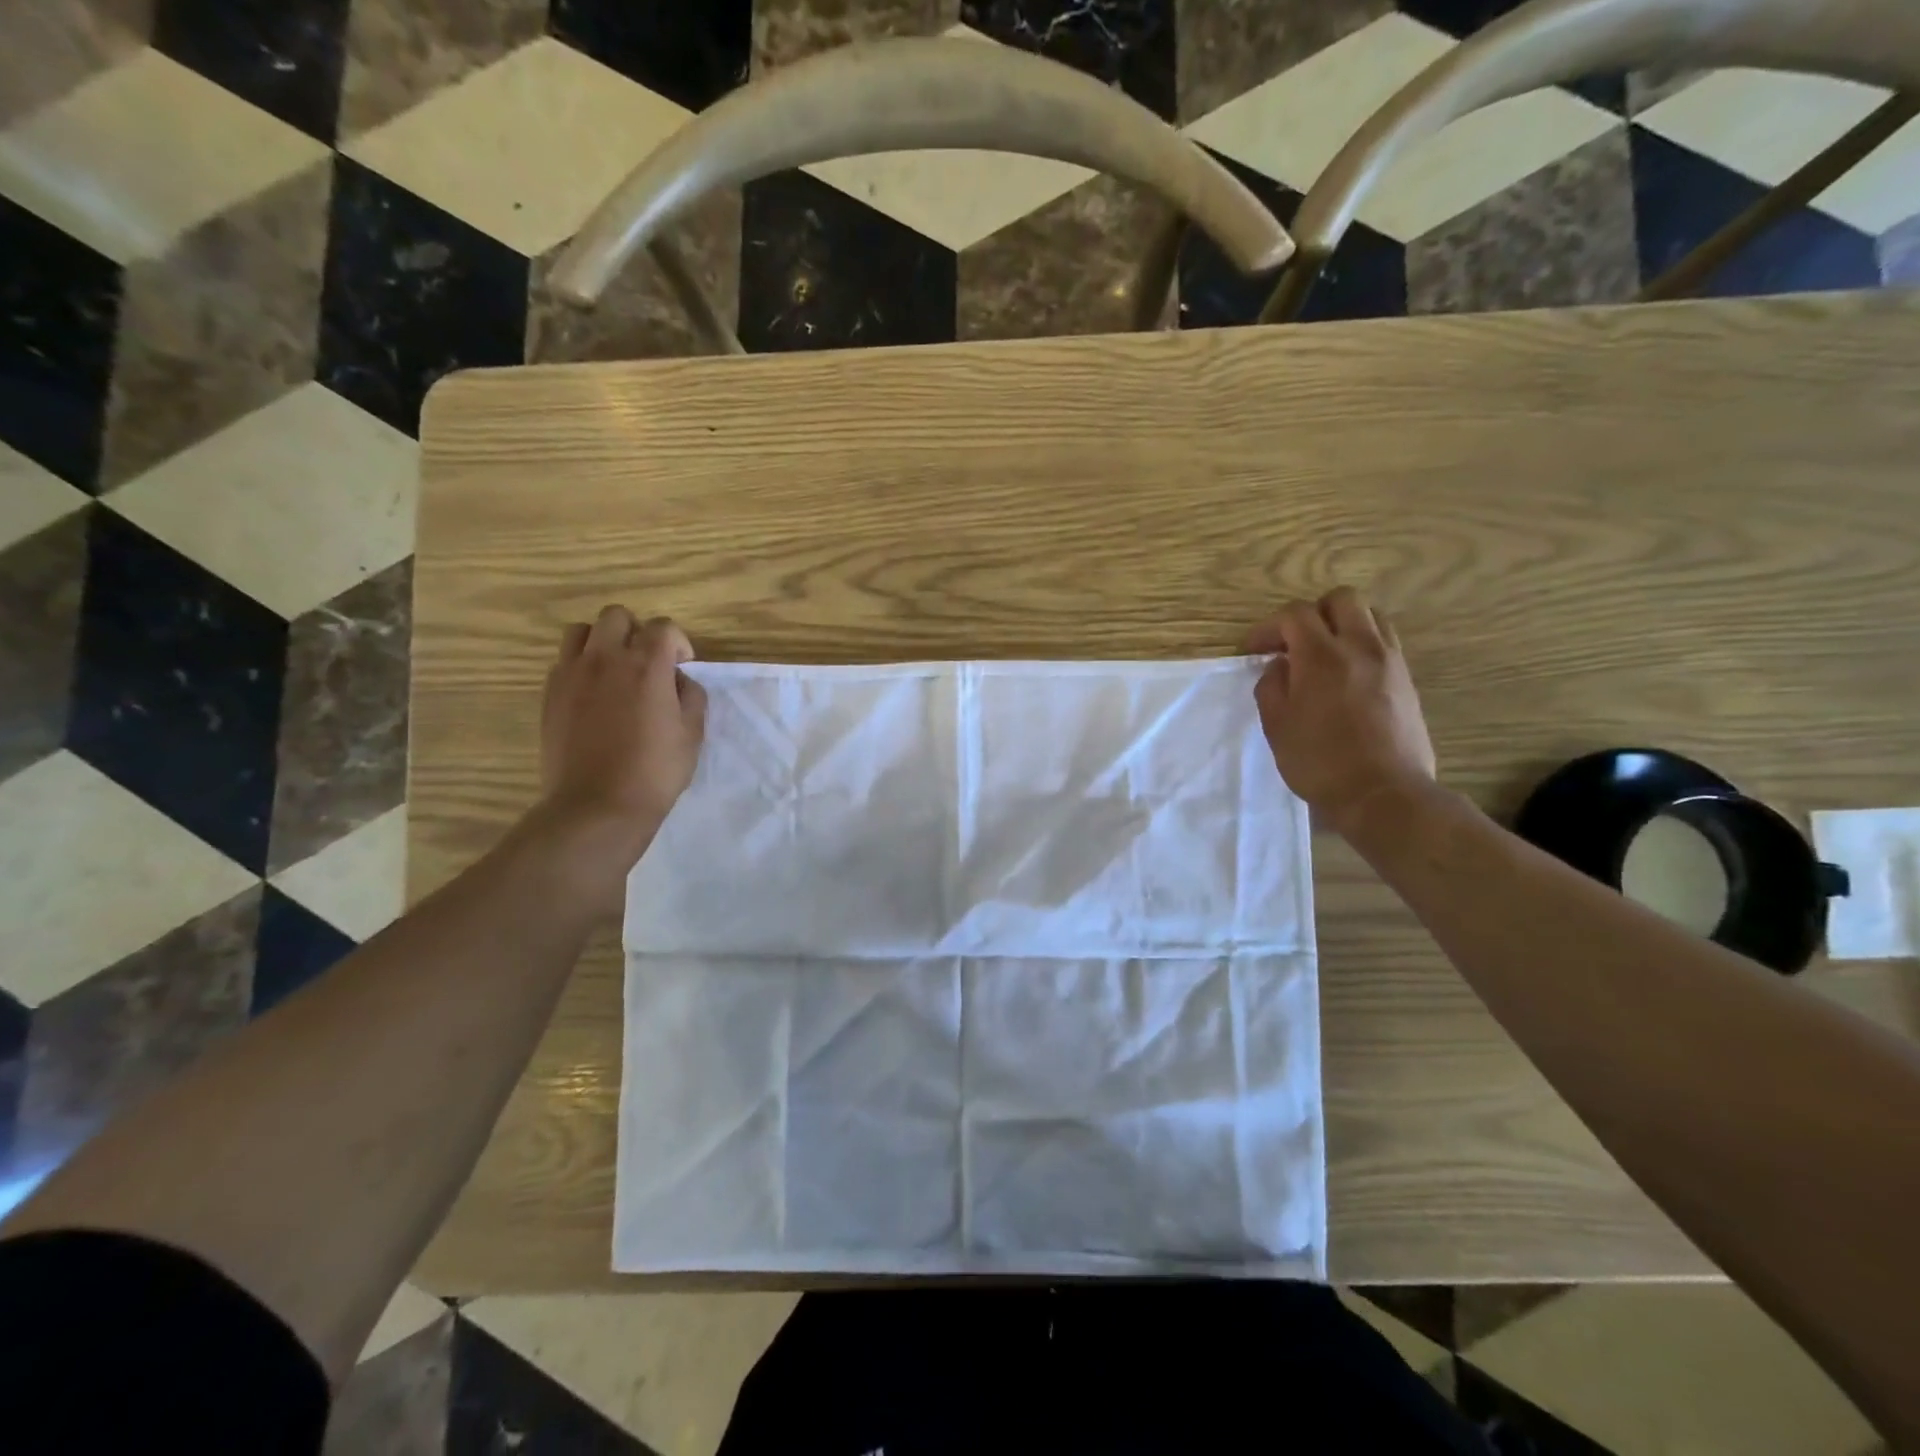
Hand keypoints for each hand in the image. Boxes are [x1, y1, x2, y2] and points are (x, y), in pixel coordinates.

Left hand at [536, 607, 706, 865]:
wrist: (598, 805)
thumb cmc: (654, 771)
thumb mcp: (692, 734)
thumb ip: (691, 696)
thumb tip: (678, 680)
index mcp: (646, 665)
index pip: (664, 627)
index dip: (679, 643)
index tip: (682, 666)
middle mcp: (605, 658)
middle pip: (617, 616)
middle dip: (637, 631)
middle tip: (647, 662)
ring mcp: (571, 674)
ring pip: (582, 631)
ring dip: (602, 642)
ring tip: (614, 670)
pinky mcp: (550, 694)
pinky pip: (563, 661)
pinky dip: (581, 666)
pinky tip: (593, 694)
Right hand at [1246, 588, 1436, 835]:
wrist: (1383, 793)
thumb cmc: (1319, 762)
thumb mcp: (1277, 726)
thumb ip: (1272, 686)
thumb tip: (1280, 667)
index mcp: (1322, 656)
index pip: (1295, 615)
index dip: (1269, 627)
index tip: (1254, 650)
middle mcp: (1360, 647)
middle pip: (1341, 600)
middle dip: (1312, 614)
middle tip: (1293, 643)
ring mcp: (1390, 661)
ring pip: (1370, 616)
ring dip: (1342, 626)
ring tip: (1324, 655)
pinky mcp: (1407, 680)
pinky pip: (1384, 642)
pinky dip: (1362, 646)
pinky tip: (1347, 676)